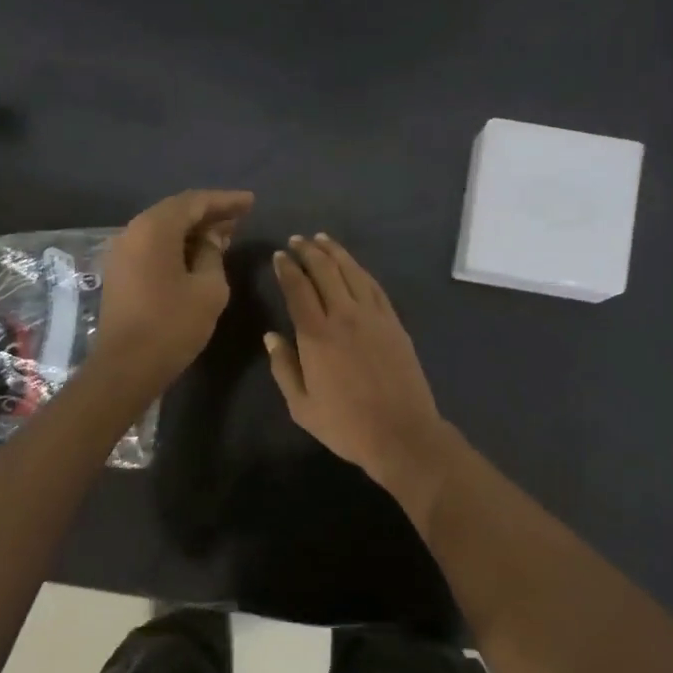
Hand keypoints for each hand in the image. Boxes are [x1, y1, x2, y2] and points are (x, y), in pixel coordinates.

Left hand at [93, 189, 253, 390]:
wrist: (126, 367)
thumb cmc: (173, 325)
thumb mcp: (209, 288)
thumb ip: (213, 254)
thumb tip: (212, 238)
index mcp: (155, 229)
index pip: (194, 202)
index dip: (225, 201)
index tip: (251, 202)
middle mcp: (133, 232)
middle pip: (176, 211)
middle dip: (209, 213)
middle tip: (240, 217)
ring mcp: (123, 252)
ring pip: (163, 229)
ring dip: (194, 230)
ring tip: (224, 235)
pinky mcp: (121, 272)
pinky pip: (153, 246)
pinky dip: (178, 244)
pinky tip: (199, 255)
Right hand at [266, 234, 449, 486]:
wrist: (401, 432)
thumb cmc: (346, 425)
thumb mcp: (302, 406)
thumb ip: (283, 367)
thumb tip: (271, 336)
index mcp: (316, 335)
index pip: (298, 288)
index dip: (287, 269)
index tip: (279, 256)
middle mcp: (344, 315)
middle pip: (325, 271)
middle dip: (308, 251)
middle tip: (296, 240)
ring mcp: (373, 316)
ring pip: (351, 272)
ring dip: (334, 252)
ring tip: (321, 240)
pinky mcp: (394, 322)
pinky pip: (374, 286)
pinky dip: (359, 270)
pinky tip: (352, 265)